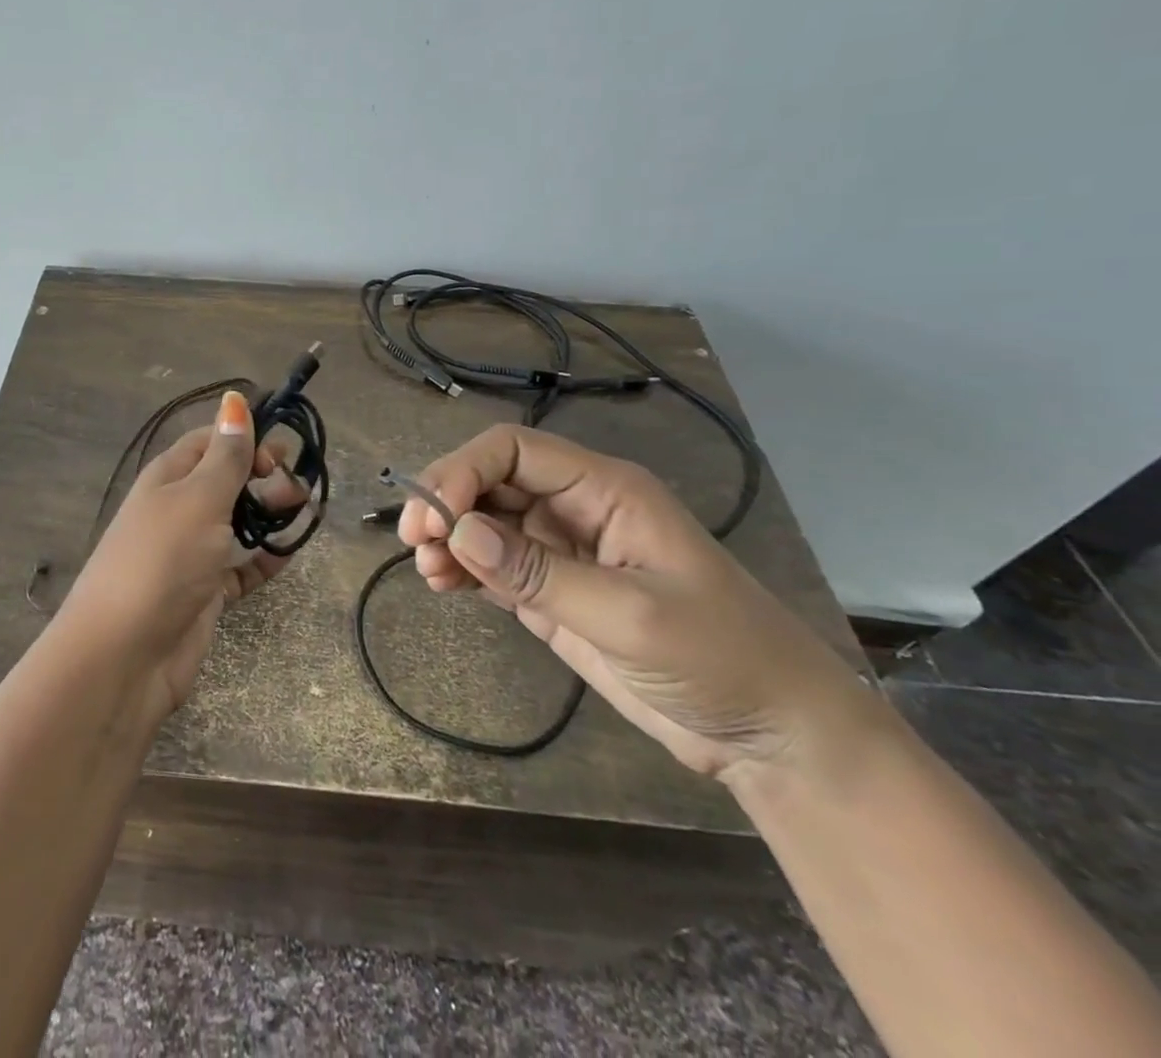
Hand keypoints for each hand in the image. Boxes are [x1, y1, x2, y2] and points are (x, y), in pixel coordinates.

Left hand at [63, 391, 303, 721]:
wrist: (123, 656)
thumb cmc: (161, 561)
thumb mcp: (198, 499)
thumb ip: (225, 455)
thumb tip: (234, 399)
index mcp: (169, 477)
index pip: (210, 441)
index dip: (244, 438)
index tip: (279, 453)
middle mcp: (178, 509)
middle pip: (227, 480)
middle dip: (264, 476)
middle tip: (297, 488)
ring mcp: (191, 552)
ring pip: (238, 521)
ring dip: (270, 514)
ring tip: (304, 513)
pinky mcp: (205, 592)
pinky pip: (241, 566)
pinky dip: (265, 558)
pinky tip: (289, 553)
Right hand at [398, 424, 874, 778]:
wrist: (772, 737)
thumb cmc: (721, 659)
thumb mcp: (631, 616)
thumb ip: (539, 573)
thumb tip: (456, 532)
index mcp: (603, 489)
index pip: (513, 450)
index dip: (464, 470)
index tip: (433, 516)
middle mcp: (574, 508)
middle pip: (490, 479)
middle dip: (446, 501)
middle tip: (415, 541)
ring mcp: (561, 550)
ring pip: (483, 520)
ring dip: (447, 536)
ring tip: (428, 570)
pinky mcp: (551, 591)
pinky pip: (492, 563)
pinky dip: (461, 567)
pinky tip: (442, 585)